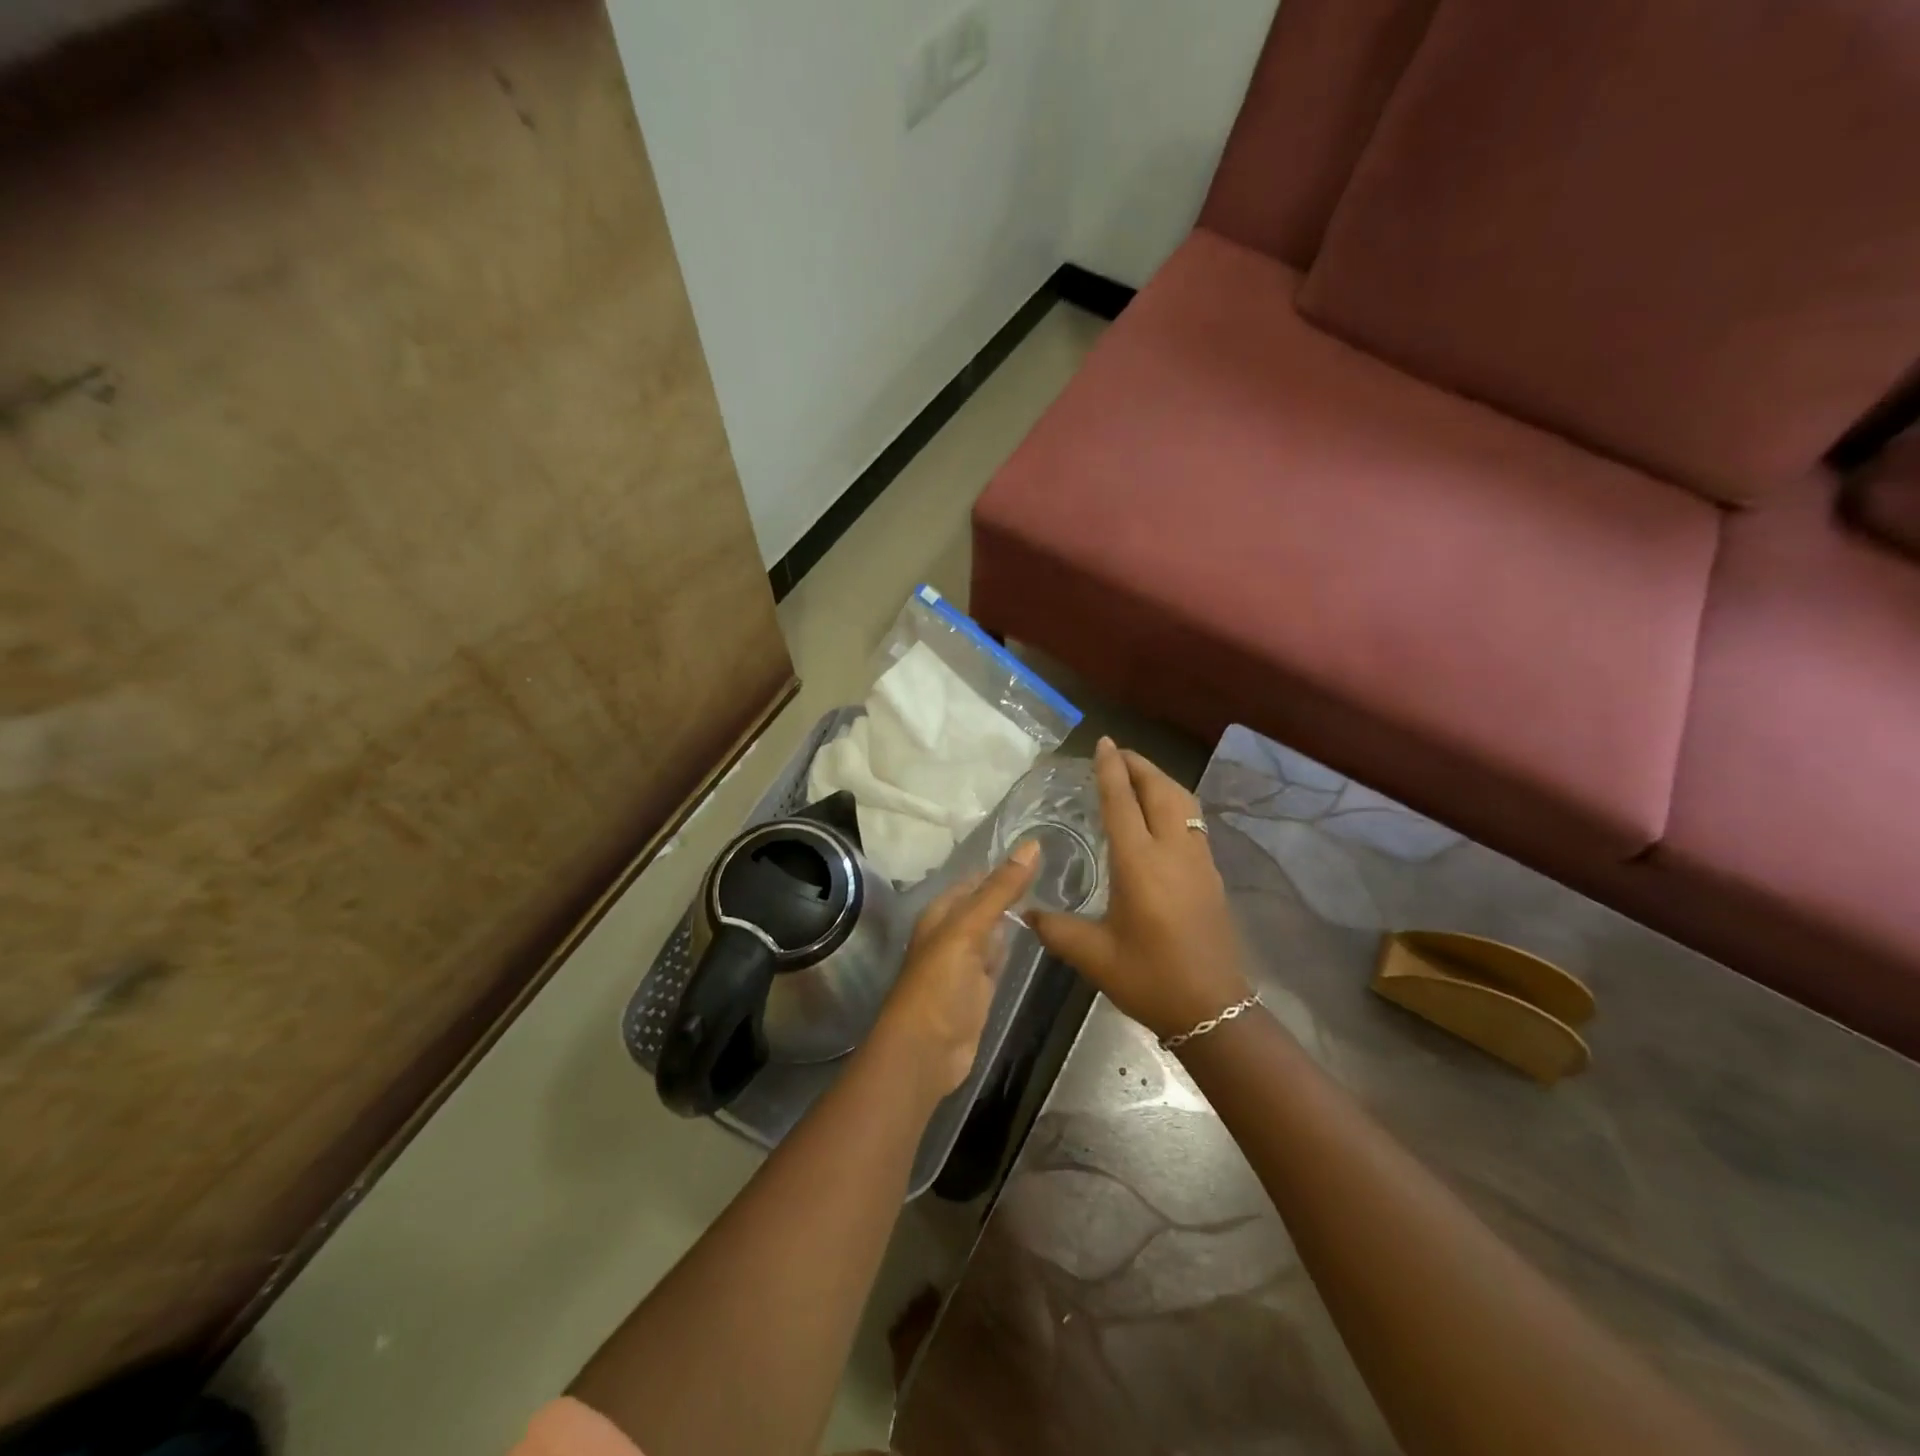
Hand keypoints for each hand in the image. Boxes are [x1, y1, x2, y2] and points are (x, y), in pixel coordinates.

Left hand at [870, 841, 1037, 1101]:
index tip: (1044, 850)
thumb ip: (1000, 890)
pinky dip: (1015, 946)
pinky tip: (1039, 936)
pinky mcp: (981, 988)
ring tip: (1058, 895)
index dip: (1004, 866)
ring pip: (995, 930)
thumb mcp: (968, 930)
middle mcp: (953, 932)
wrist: (925, 1052)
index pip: (977, 880)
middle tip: (1061, 870)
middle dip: (1014, 889)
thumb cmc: (939, 984)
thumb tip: (1032, 845)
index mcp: (942, 913)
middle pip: (987, 904)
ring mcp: (967, 962)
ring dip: (1017, 917)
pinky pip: (1000, 958)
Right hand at [1029, 737, 1251, 1040]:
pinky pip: (1193, 820)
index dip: (1111, 769)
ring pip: (1183, 802)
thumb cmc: (1149, 979)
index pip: (1122, 802)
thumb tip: (1025, 912)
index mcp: (1139, 864)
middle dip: (1139, 765)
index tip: (1103, 742)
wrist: (1213, 1009)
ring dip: (1160, 780)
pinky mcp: (1211, 874)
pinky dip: (1175, 802)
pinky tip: (1162, 814)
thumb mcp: (1094, 956)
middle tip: (1117, 753)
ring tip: (1138, 775)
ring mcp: (1198, 860)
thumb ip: (1056, 929)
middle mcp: (1171, 852)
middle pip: (1159, 790)